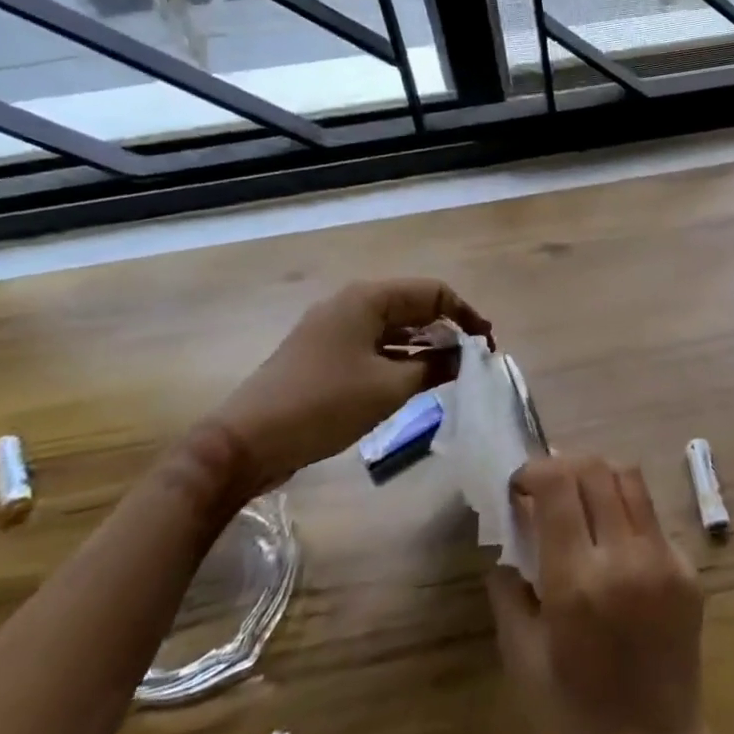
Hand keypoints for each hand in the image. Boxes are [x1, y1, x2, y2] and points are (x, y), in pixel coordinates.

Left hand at [211, 278, 489, 493]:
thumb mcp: (389, 388)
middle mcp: (352, 303)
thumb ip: (434, 366)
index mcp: (368, 299)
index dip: (466, 315)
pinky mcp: (325, 353)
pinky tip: (416, 379)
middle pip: (414, 305)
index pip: (433, 292)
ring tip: (452, 371)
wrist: (246, 442)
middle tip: (473, 360)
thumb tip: (464, 357)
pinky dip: (400, 356)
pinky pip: (375, 344)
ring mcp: (335, 328)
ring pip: (394, 326)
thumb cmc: (324, 405)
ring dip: (425, 344)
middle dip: (447, 328)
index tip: (487, 345)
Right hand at [486, 456, 723, 733]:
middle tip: (546, 488)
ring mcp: (663, 559)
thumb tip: (505, 542)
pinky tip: (613, 542)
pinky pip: (652, 515)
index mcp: (577, 582)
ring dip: (598, 477)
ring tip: (580, 501)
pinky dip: (626, 510)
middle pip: (596, 469)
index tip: (518, 487)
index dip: (533, 472)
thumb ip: (509, 592)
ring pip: (630, 479)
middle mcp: (625, 557)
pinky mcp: (688, 569)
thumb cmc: (576, 719)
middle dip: (563, 466)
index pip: (558, 486)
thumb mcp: (523, 661)